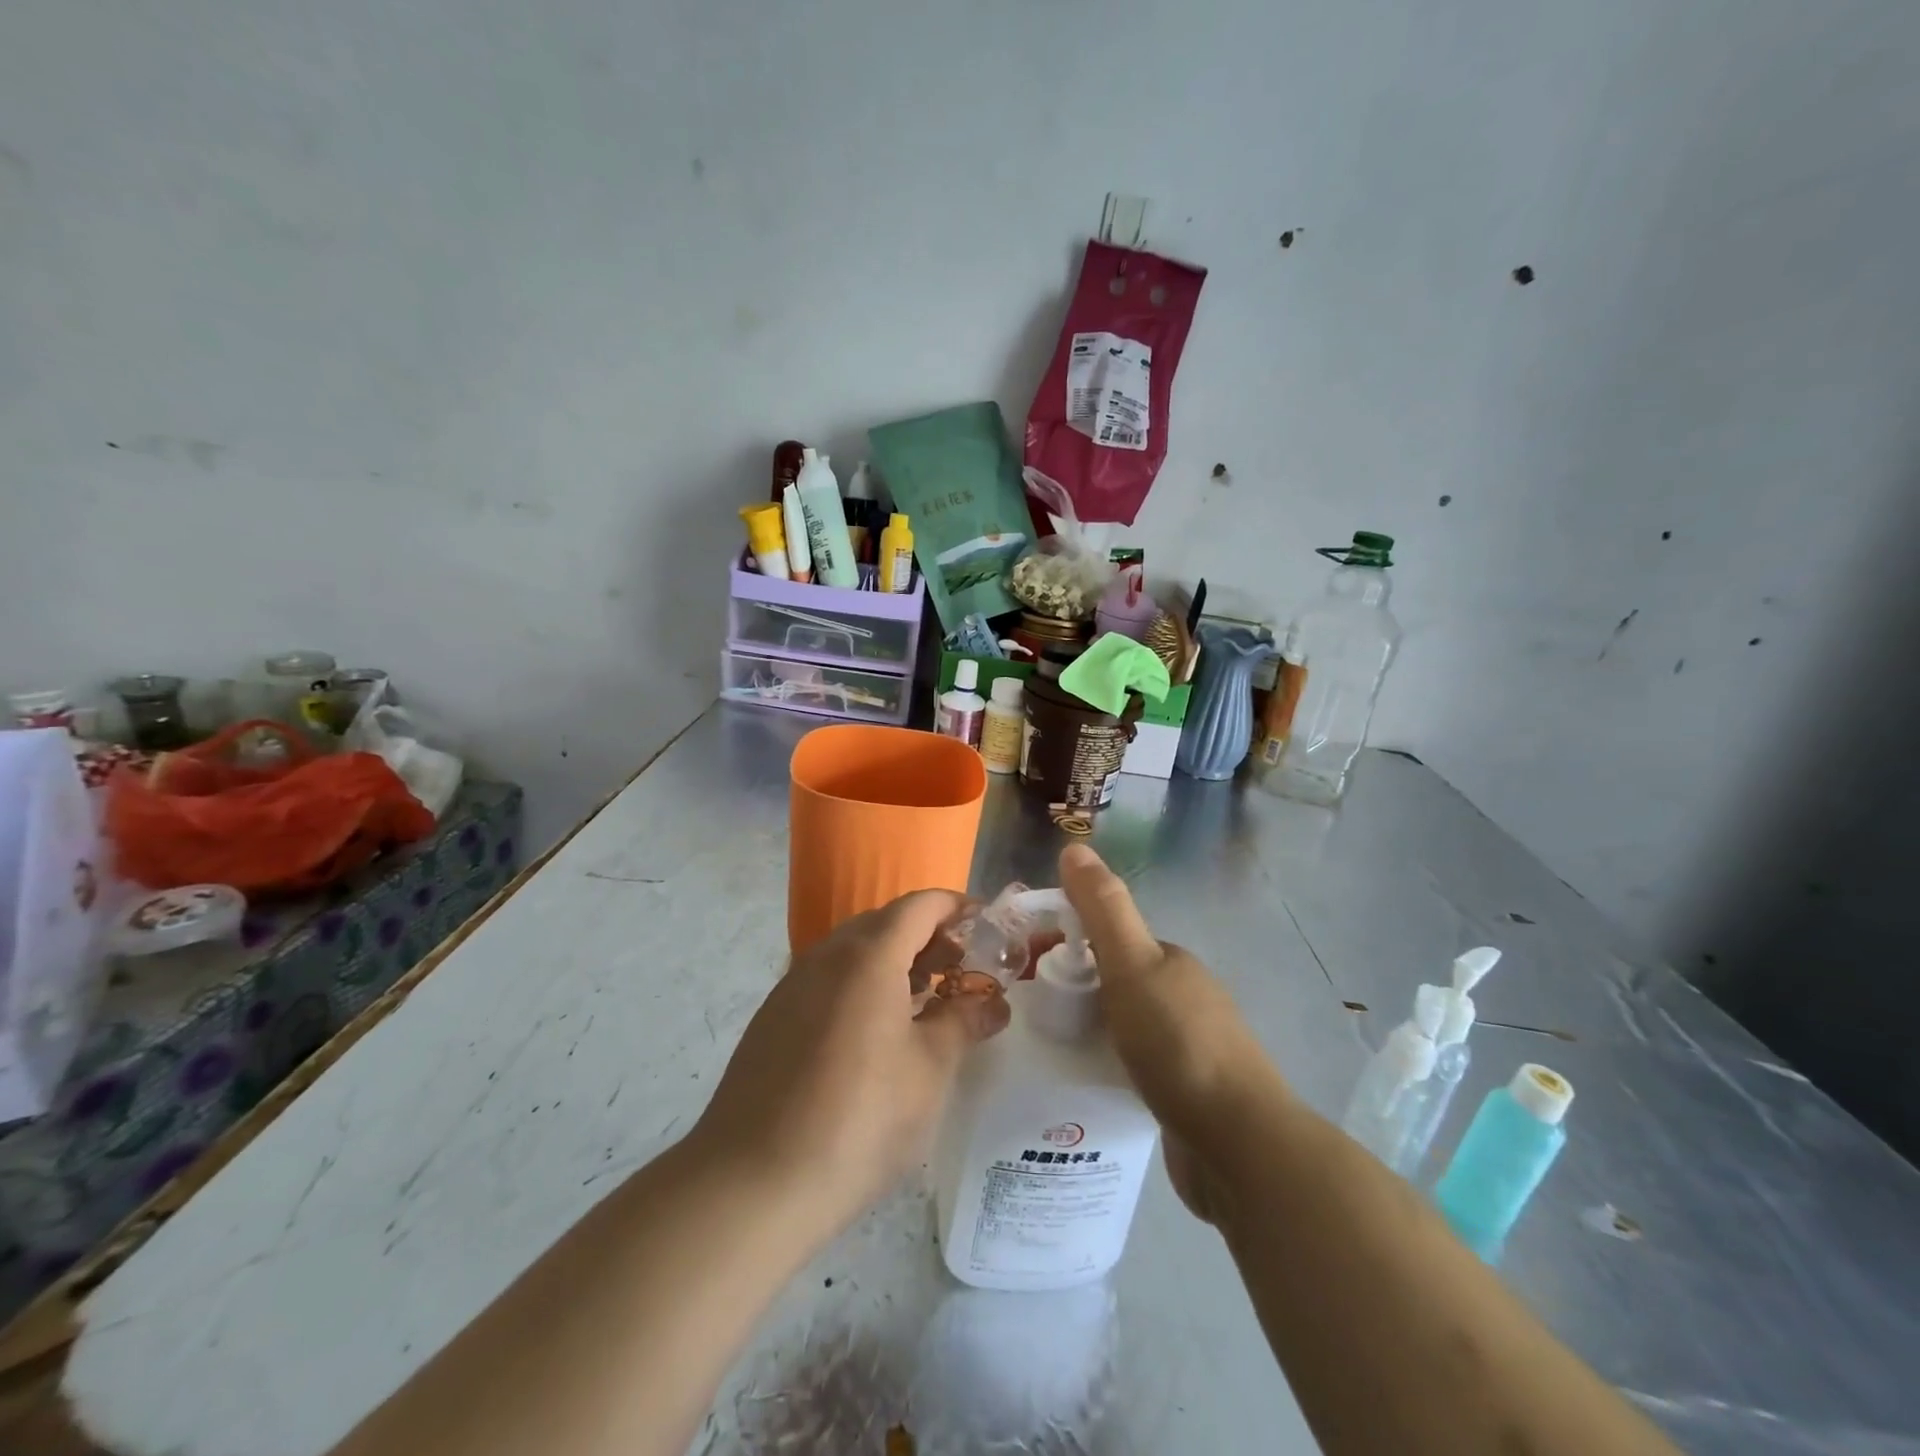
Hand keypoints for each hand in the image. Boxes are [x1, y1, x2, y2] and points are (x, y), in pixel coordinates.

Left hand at [690, 891, 1008, 1242]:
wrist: (753, 1184)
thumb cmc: (860, 1118)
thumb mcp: (929, 1070)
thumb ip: (964, 1022)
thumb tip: (993, 1003)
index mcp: (869, 956)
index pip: (920, 905)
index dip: (957, 907)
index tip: (988, 926)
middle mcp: (826, 956)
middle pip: (885, 924)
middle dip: (929, 938)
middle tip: (963, 971)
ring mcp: (792, 986)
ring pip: (854, 953)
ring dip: (895, 963)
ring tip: (926, 1002)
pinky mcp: (773, 1019)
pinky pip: (828, 981)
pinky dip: (862, 986)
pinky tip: (877, 1034)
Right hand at [1059, 843, 1288, 1223]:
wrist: (1240, 1145)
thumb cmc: (1179, 1044)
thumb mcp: (1132, 965)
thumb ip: (1103, 909)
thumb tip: (1074, 847)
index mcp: (1171, 962)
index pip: (1110, 939)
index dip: (1067, 942)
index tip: (1027, 965)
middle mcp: (1183, 997)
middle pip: (1115, 981)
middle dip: (1075, 990)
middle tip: (1031, 1015)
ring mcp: (1189, 1047)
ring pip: (1124, 1025)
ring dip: (1090, 1031)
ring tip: (1048, 1051)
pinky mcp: (1186, 1093)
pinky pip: (1134, 1066)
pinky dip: (1107, 1066)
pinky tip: (1084, 1086)